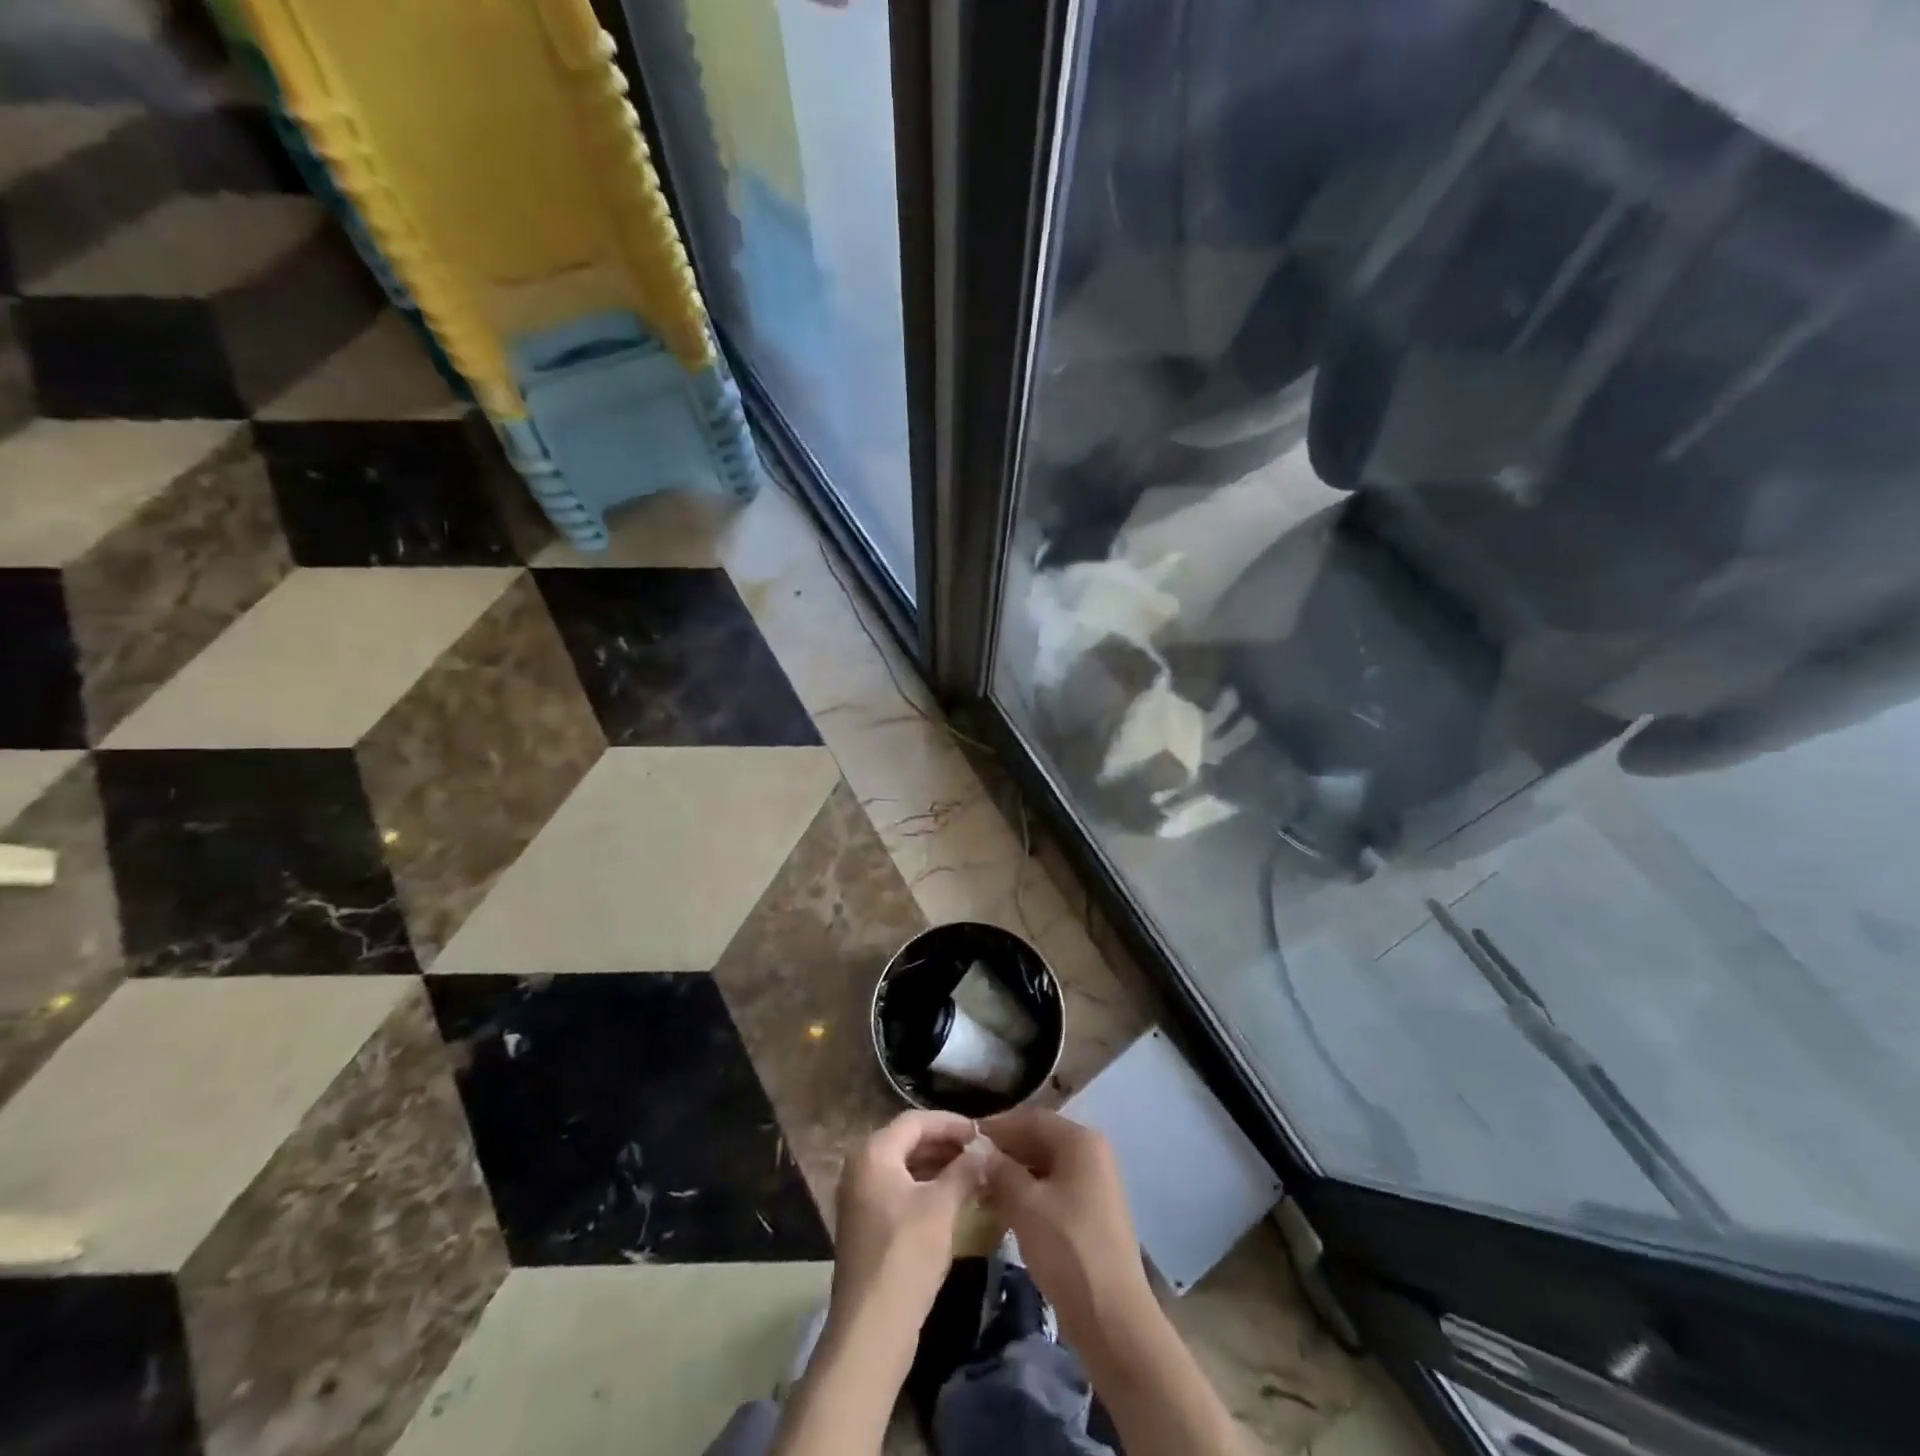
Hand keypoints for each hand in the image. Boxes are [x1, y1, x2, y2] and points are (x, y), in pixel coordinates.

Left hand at [829, 1110, 983, 1343]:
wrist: (871, 1329)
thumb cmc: (906, 1255)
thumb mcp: (942, 1207)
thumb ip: (965, 1170)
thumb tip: (986, 1148)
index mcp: (873, 1152)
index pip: (916, 1121)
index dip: (951, 1123)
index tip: (982, 1132)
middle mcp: (861, 1167)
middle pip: (909, 1142)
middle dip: (947, 1146)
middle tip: (982, 1154)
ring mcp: (861, 1198)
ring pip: (906, 1168)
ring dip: (940, 1168)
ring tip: (975, 1175)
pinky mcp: (867, 1225)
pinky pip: (901, 1192)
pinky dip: (927, 1190)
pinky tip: (955, 1201)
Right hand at [981, 1109, 1155, 1351]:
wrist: (1112, 1319)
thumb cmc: (1068, 1249)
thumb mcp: (1025, 1204)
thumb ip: (999, 1169)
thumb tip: (979, 1149)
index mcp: (1080, 1141)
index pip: (1030, 1119)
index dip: (996, 1127)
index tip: (964, 1139)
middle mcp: (1091, 1154)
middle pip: (1038, 1140)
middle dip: (1003, 1152)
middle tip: (968, 1165)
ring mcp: (1093, 1184)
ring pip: (1044, 1167)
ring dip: (1012, 1174)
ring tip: (978, 1188)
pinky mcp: (1090, 1213)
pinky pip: (1052, 1190)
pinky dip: (1027, 1194)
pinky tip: (1000, 1209)